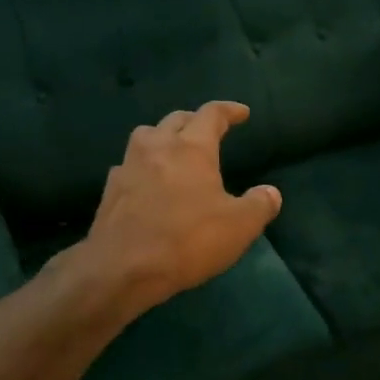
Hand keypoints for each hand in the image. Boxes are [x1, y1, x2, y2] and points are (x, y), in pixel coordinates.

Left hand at [75, 101, 280, 314]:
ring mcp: (128, 166)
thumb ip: (259, 205)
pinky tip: (149, 184)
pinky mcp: (110, 190)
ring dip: (163, 137)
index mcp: (191, 148)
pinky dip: (143, 166)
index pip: (212, 114)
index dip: (229, 111)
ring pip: (146, 136)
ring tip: (175, 151)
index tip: (242, 113)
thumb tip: (270, 193)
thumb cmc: (187, 240)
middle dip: (195, 120)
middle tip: (209, 131)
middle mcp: (157, 147)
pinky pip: (130, 165)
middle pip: (176, 119)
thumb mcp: (239, 226)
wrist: (122, 268)